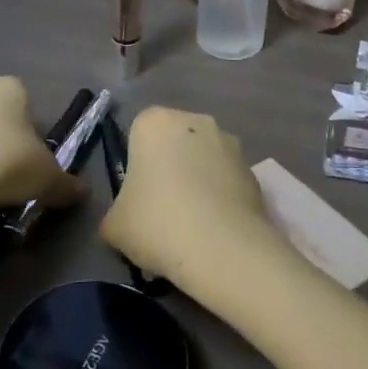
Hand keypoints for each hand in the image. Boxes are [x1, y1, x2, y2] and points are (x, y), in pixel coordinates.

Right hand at [101, 107, 279, 292]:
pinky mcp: (253, 169)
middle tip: (162, 210)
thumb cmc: (157, 224)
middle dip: (169, 168)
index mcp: (154, 122)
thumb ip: (114, 212)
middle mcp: (195, 120)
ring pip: (204, 159)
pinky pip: (227, 180)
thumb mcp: (114, 226)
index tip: (136, 196)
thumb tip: (125, 217)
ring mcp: (229, 142)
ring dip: (198, 180)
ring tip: (192, 225)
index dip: (136, 165)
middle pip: (174, 142)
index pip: (138, 134)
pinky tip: (215, 229)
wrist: (222, 248)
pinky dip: (221, 196)